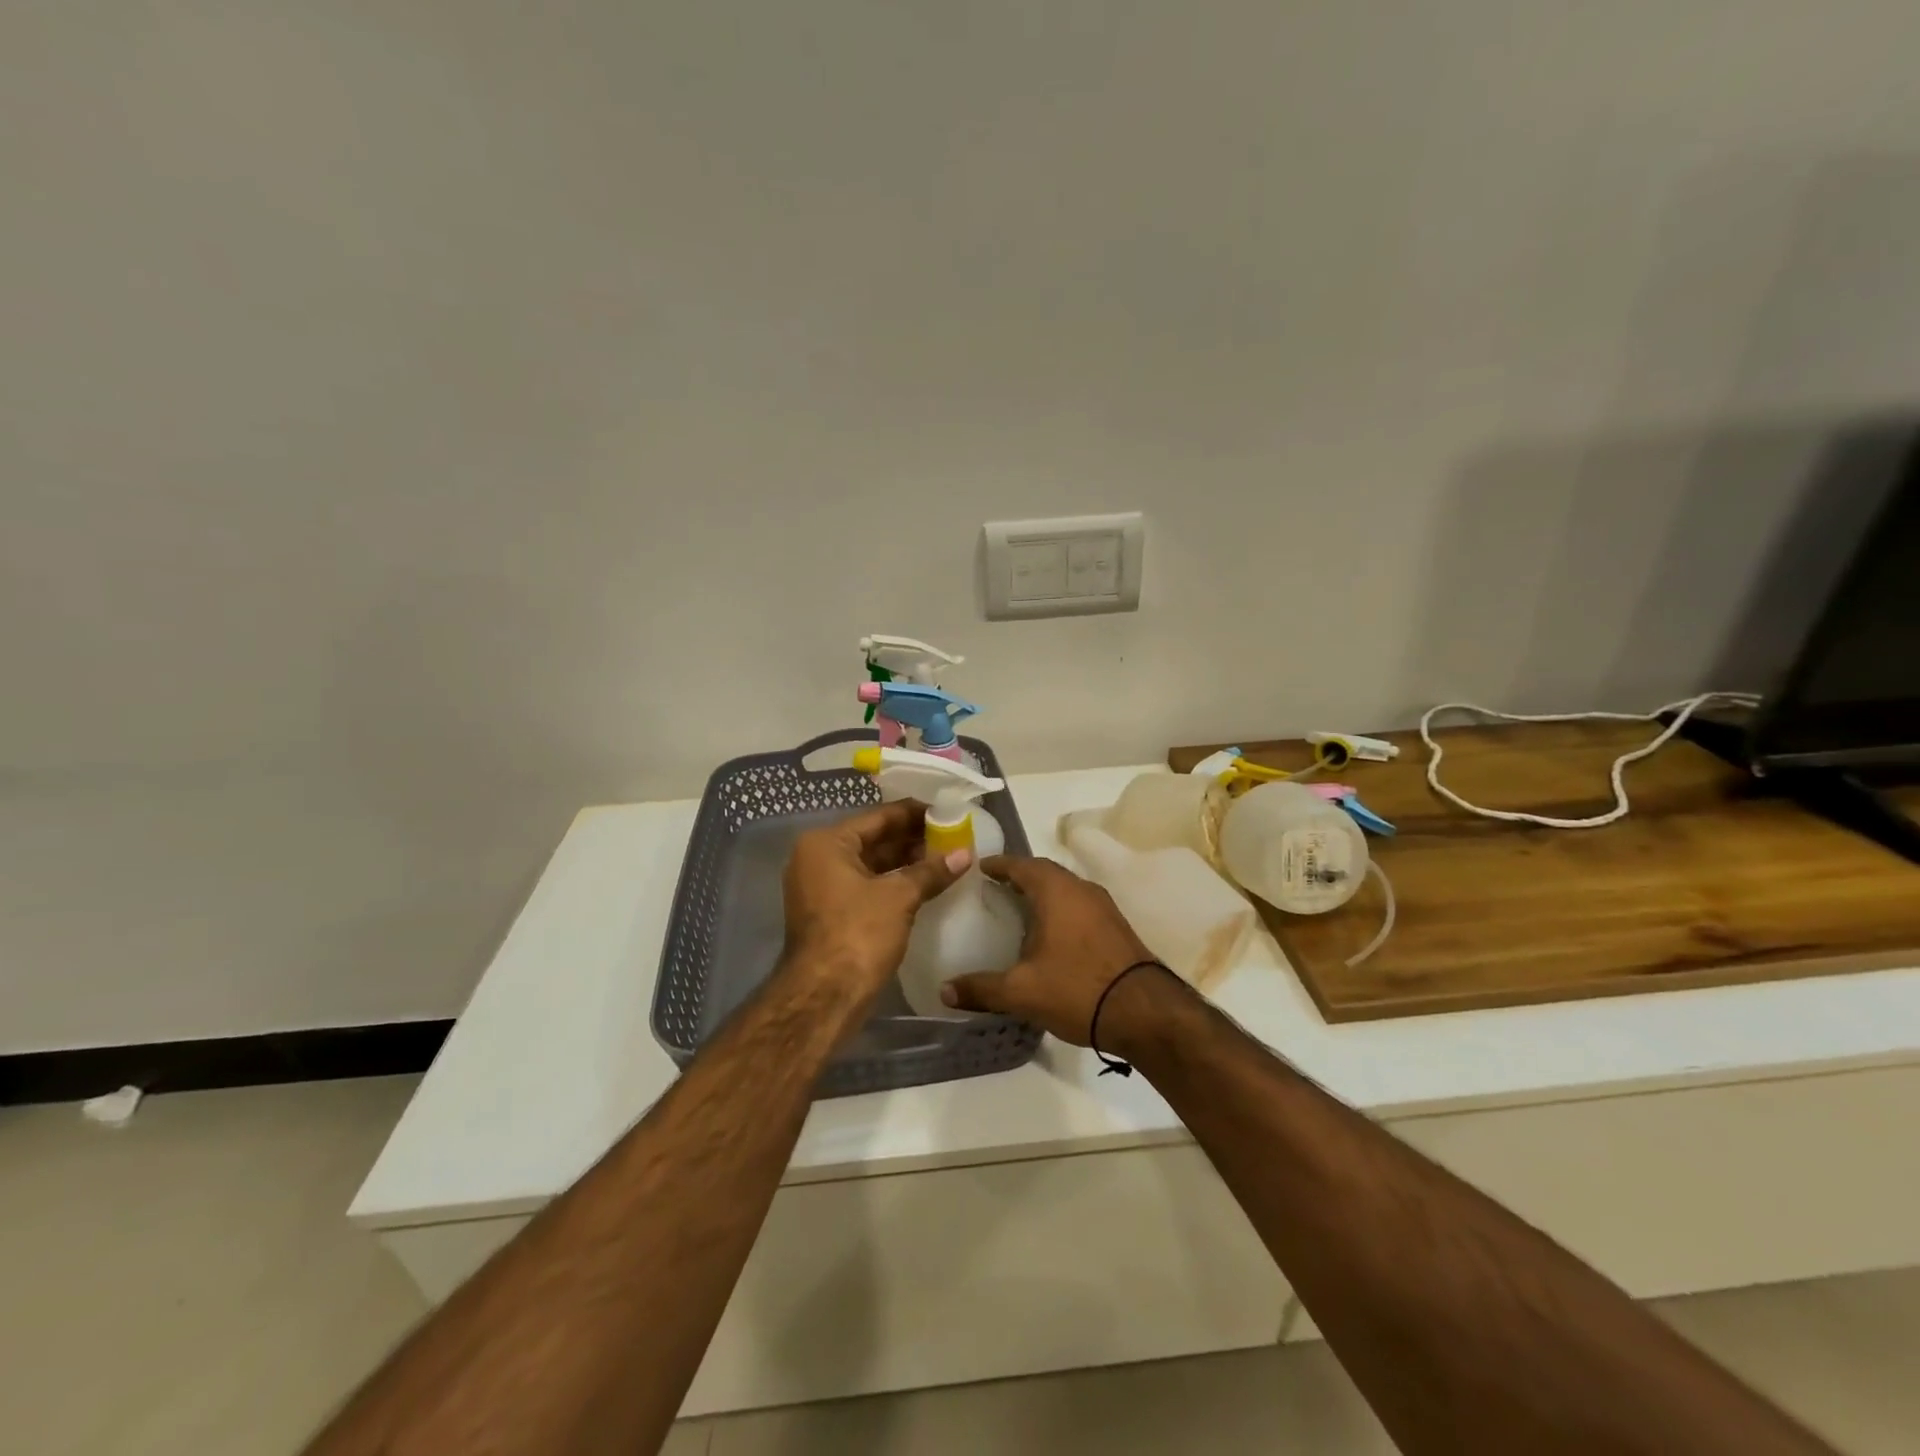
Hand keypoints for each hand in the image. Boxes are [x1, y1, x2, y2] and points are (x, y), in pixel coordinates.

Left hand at [781, 800, 969, 999]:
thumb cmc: (858, 934)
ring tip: (945, 857)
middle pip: (873, 839)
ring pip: (871, 864)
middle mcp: (818, 859)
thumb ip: (931, 871)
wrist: (824, 996)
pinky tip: (925, 883)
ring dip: (905, 861)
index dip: (913, 813)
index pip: (877, 817)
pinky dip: (893, 882)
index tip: (945, 811)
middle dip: (912, 838)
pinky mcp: (831, 912)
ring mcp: (821, 887)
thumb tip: (964, 854)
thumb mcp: (899, 897)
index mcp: (826, 843)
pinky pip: (867, 885)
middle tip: (951, 835)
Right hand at [940, 855, 1155, 1044]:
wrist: (1145, 1013)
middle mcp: (1081, 889)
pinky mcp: (1117, 927)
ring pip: (1066, 889)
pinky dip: (1060, 910)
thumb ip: (981, 988)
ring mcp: (1104, 907)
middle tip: (996, 888)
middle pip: (1045, 872)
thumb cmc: (1077, 989)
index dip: (999, 864)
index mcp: (1056, 891)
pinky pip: (1080, 906)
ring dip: (1043, 893)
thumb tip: (944, 991)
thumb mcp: (1021, 992)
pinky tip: (1051, 935)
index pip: (1022, 864)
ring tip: (1019, 910)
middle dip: (1020, 877)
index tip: (979, 868)